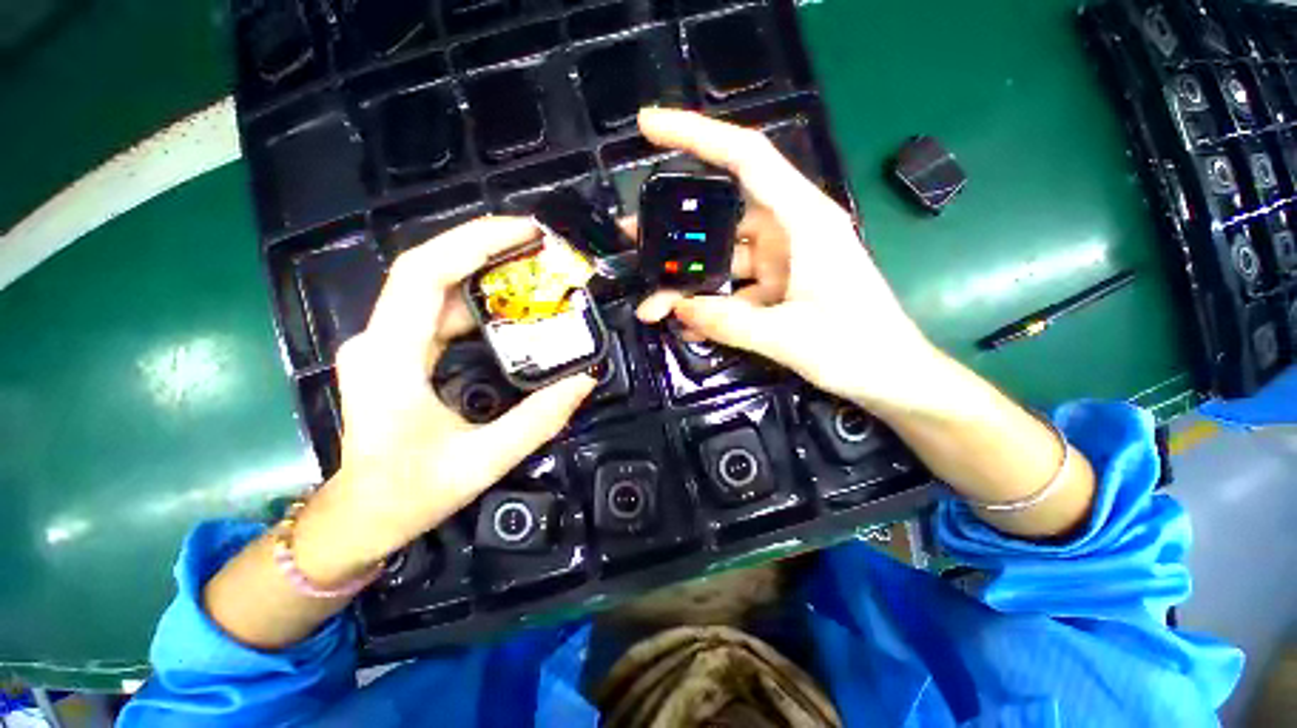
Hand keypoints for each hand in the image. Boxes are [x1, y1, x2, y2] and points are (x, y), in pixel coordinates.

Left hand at [293, 217, 595, 583]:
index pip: (423, 274)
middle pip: (430, 270)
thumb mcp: (483, 460)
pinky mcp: (399, 352)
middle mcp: (380, 338)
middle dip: (486, 247)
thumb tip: (584, 380)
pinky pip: (440, 312)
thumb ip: (539, 419)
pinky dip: (478, 301)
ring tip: (535, 268)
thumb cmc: (410, 493)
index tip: (525, 231)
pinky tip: (512, 306)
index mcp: (390, 357)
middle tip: (541, 244)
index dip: (473, 241)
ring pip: (437, 289)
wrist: (362, 517)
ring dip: (485, 272)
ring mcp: (387, 343)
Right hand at [633, 108, 937, 412]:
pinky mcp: (778, 287)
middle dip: (675, 231)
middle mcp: (790, 232)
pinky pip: (734, 290)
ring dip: (688, 282)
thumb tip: (676, 309)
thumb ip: (728, 322)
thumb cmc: (856, 348)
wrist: (891, 377)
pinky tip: (686, 325)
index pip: (746, 158)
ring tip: (652, 305)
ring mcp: (782, 262)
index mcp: (804, 221)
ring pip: (722, 260)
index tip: (649, 127)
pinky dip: (711, 305)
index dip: (697, 134)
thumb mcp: (786, 336)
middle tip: (632, 240)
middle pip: (722, 216)